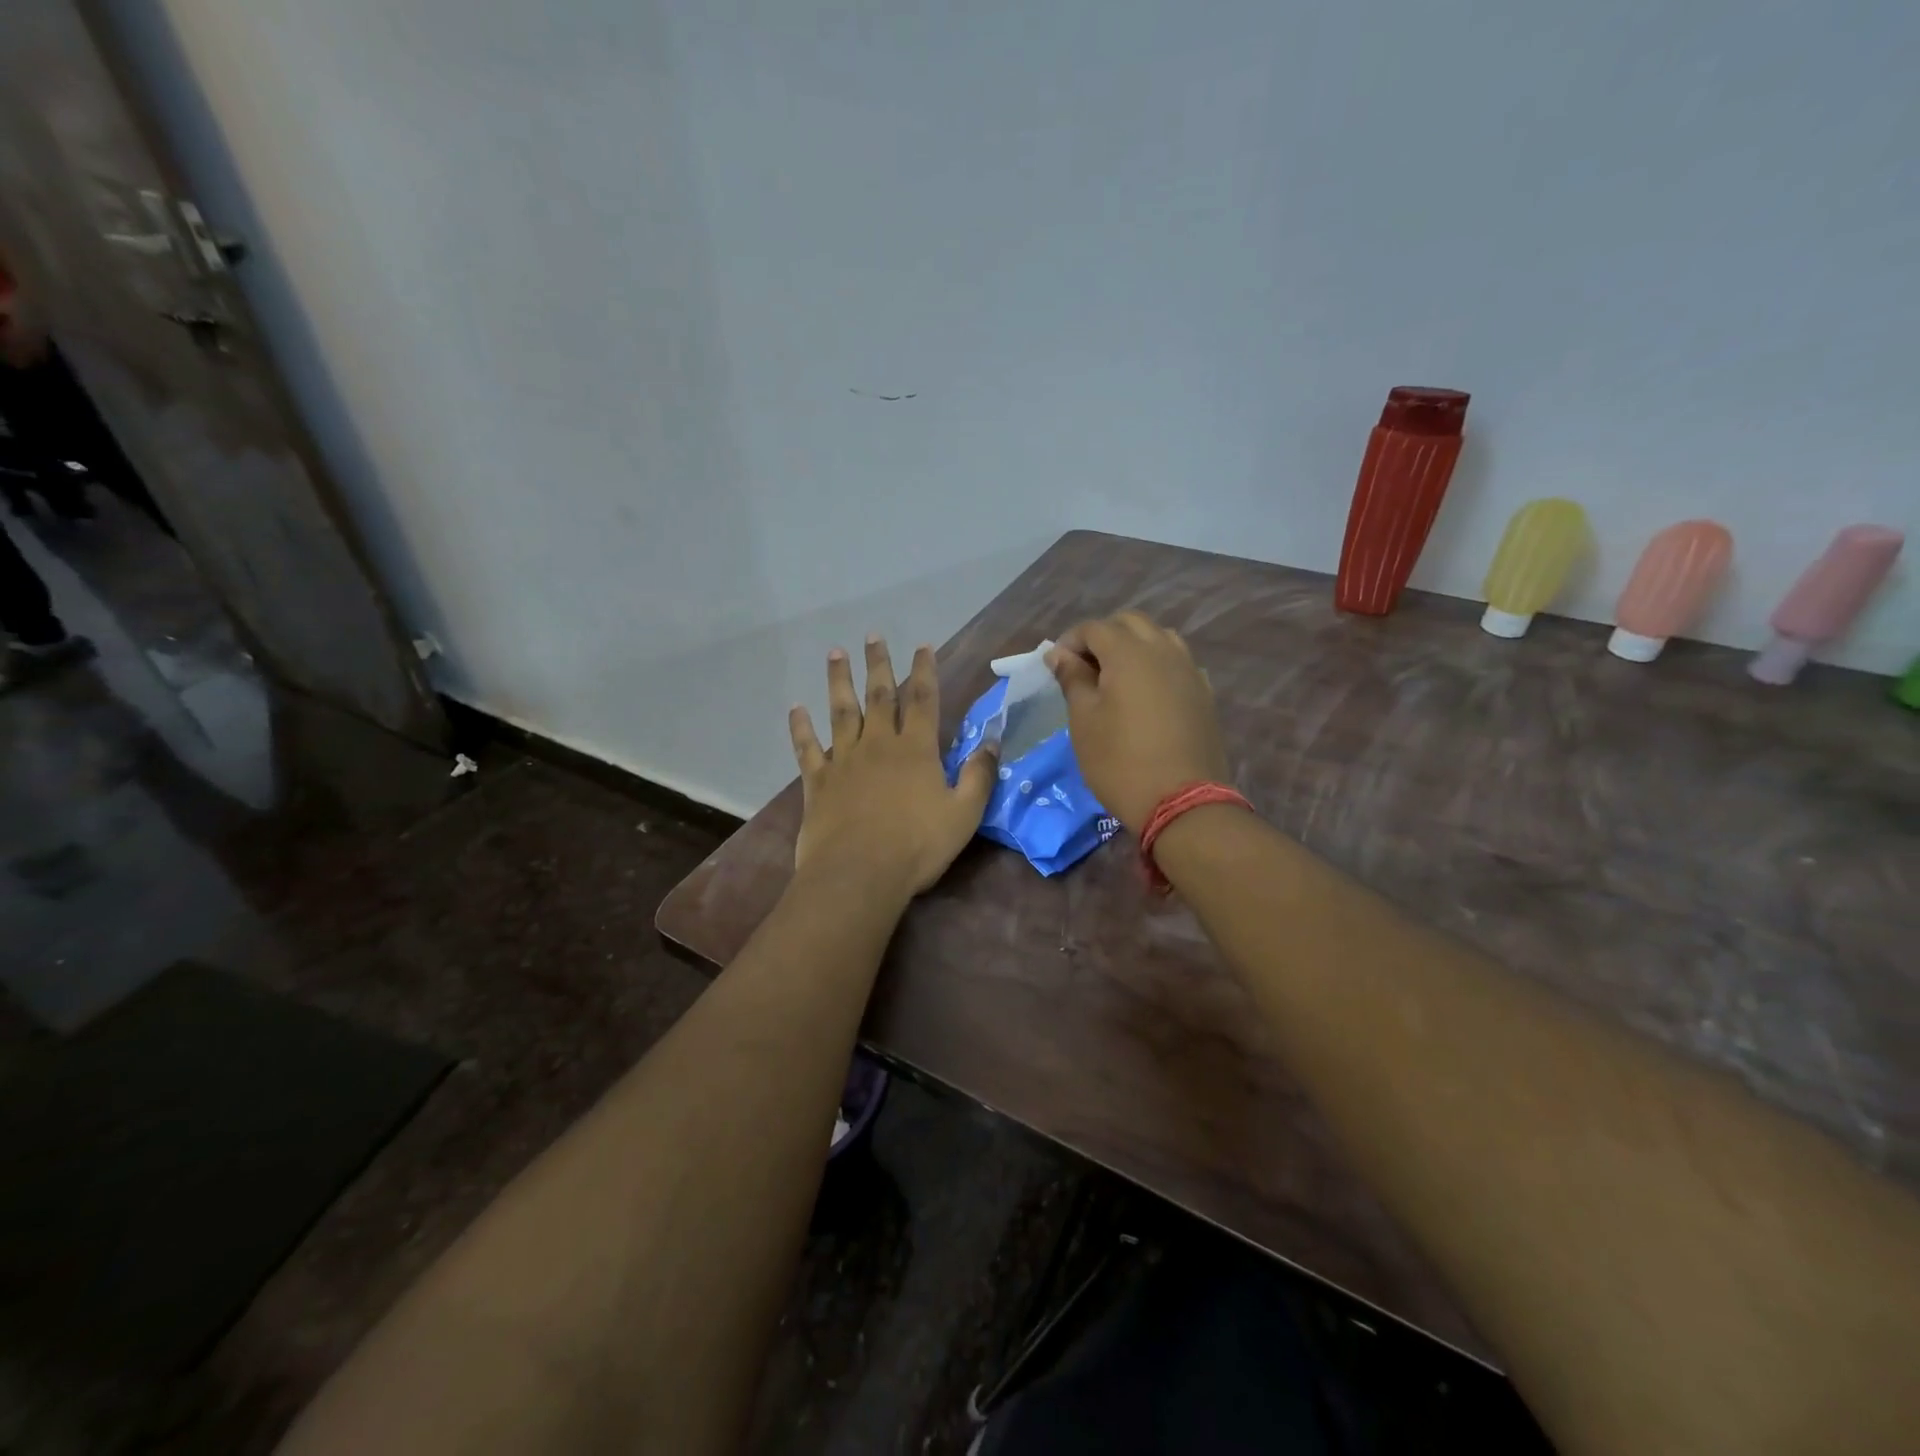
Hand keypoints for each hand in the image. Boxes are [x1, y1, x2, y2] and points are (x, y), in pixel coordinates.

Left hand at [789, 637, 999, 896]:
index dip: (925, 671)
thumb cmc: (916, 846)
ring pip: (842, 711)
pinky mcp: (818, 782)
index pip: (924, 700)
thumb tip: (994, 742)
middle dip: (879, 664)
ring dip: (839, 681)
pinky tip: (796, 709)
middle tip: (872, 636)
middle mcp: (879, 745)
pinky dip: (801, 727)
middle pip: (880, 696)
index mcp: (916, 750)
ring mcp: (844, 760)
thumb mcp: (963, 814)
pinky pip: (807, 748)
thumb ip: (978, 776)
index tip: (922, 645)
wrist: (858, 874)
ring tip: (836, 653)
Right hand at [1046, 612, 1229, 830]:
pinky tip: (1146, 694)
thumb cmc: (1120, 761)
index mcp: (1129, 652)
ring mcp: (1189, 670)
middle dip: (1103, 636)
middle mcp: (1163, 650)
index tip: (1056, 667)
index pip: (1094, 627)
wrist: (1182, 802)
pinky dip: (1157, 665)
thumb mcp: (1084, 720)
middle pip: (1130, 623)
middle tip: (1083, 668)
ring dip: (1133, 646)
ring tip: (1115, 677)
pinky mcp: (1204, 693)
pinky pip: (1178, 663)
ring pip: (1159, 638)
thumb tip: (1060, 653)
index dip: (1070, 641)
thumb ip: (1073, 679)